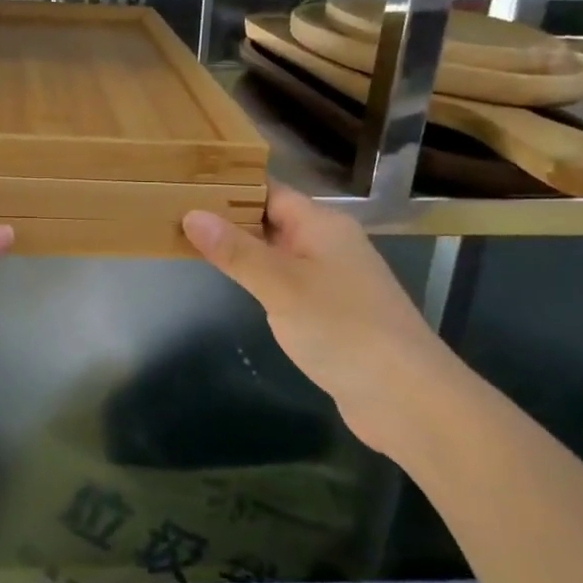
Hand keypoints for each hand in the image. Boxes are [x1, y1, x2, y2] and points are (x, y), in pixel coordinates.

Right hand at [182, 187, 463, 453]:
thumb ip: (236, 251)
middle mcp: (327, 243)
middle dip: (227, 216)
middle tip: (173, 211)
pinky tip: (231, 283)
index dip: (228, 185)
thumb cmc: (343, 329)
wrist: (409, 399)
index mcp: (321, 225)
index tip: (183, 183)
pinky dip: (257, 277)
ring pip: (276, 252)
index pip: (267, 190)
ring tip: (188, 240)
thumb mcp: (281, 286)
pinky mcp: (330, 311)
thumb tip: (191, 214)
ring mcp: (331, 278)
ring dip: (240, 248)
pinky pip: (285, 281)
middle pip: (270, 218)